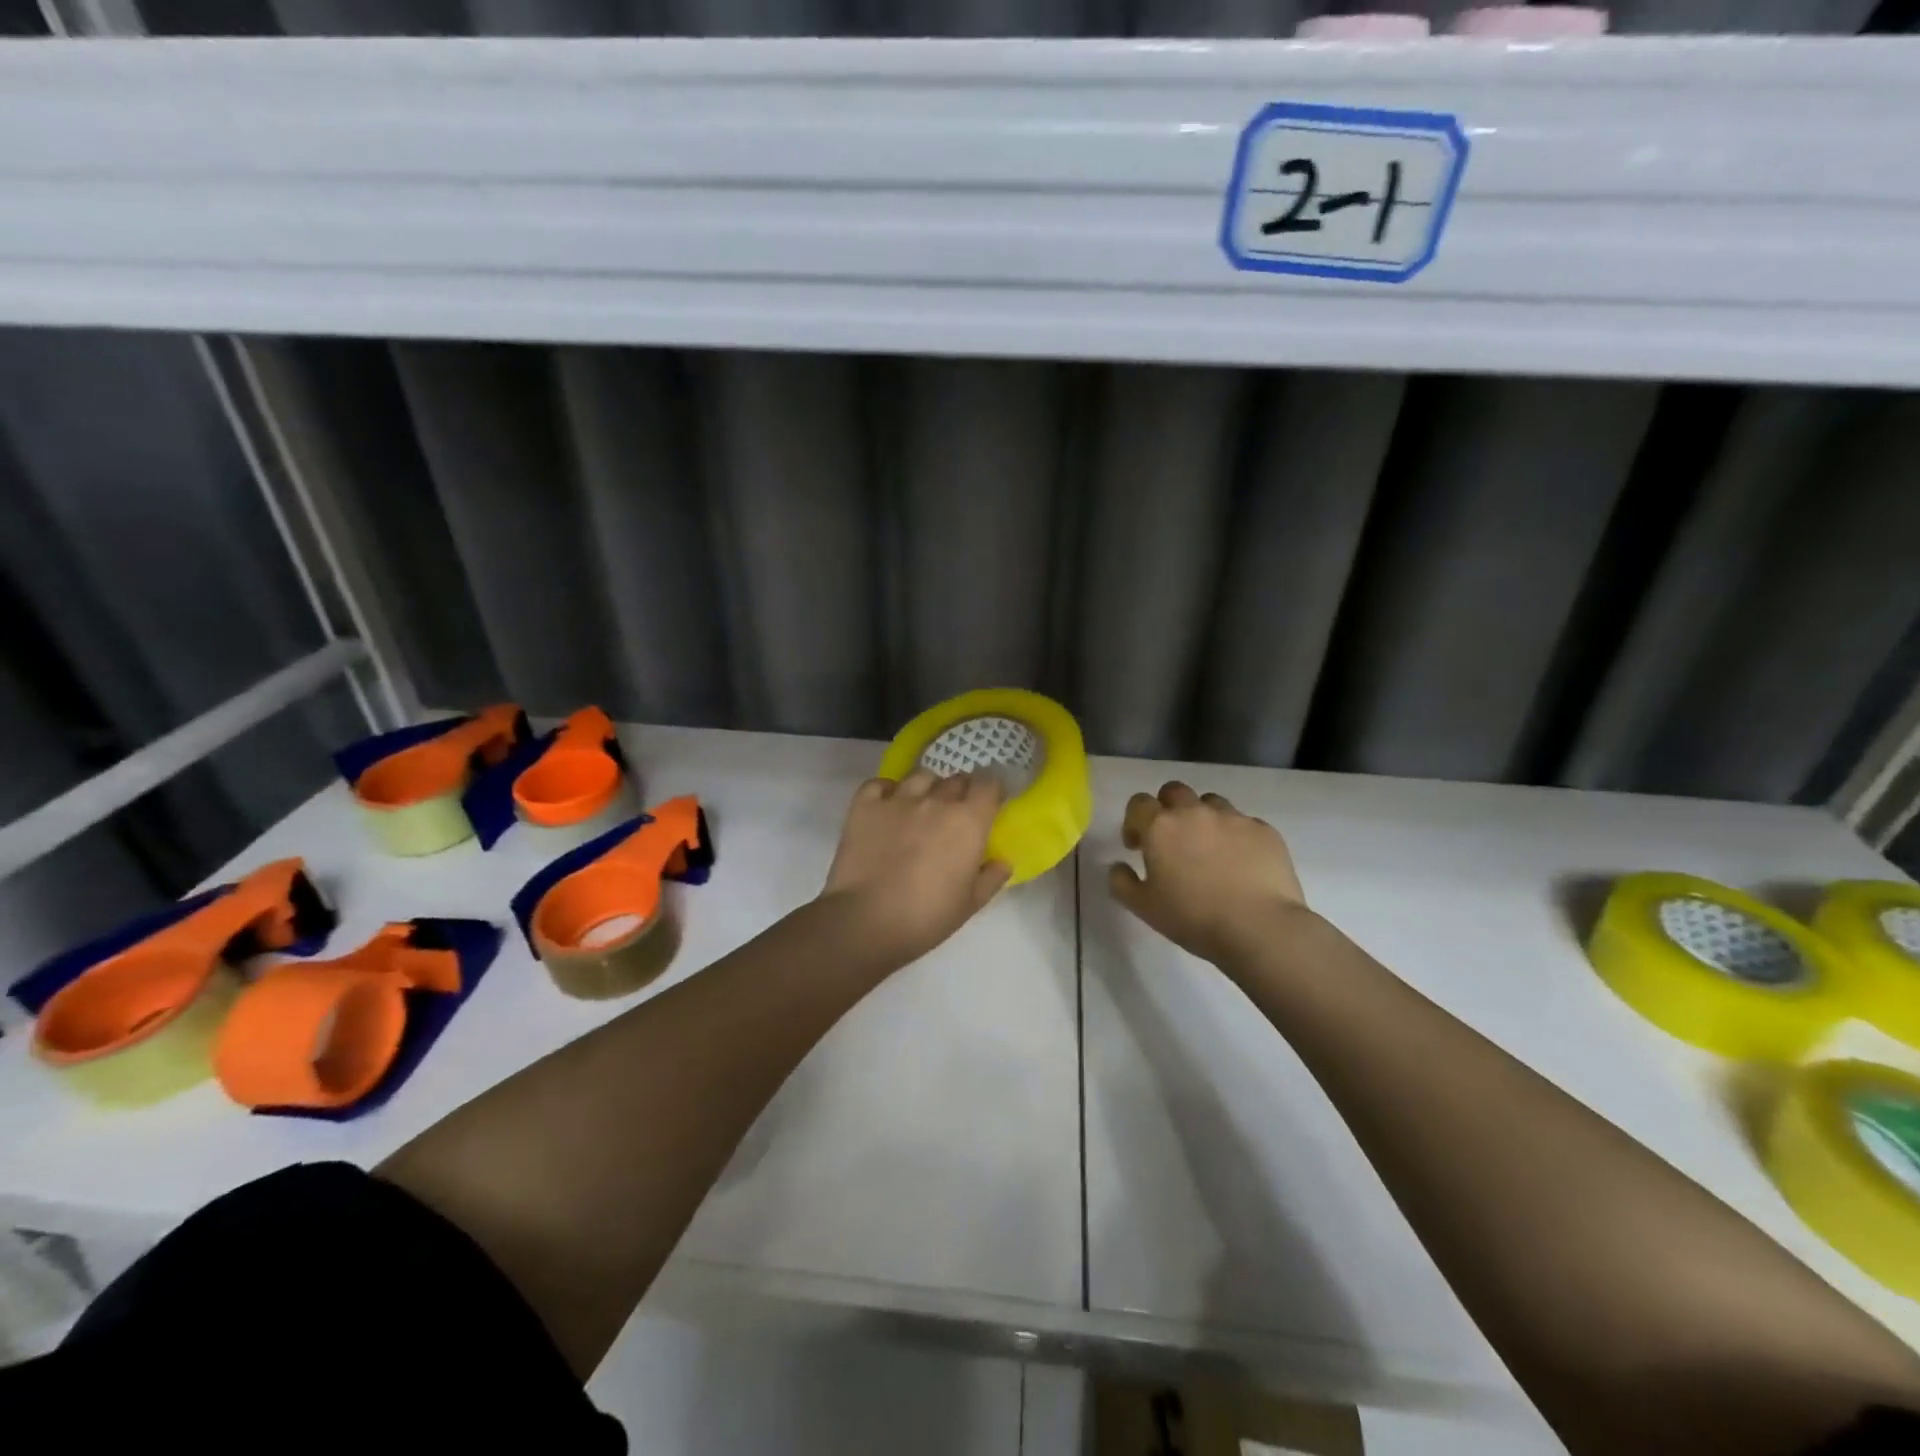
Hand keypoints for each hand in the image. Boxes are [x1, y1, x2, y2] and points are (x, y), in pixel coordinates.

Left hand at [820, 769, 1011, 966]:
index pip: (989, 785)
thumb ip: (991, 878)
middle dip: (960, 792)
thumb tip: (1002, 861)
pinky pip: (879, 784)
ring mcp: (898, 799)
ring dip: (927, 788)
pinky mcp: (865, 805)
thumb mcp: (971, 904)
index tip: (988, 804)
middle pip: (956, 780)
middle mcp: (936, 800)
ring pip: (920, 777)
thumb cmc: (927, 917)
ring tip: (921, 808)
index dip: (991, 791)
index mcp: (969, 822)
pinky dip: (887, 791)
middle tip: (955, 815)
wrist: (866, 921)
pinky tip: (887, 807)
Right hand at [1108, 781, 1307, 967]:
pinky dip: (1237, 836)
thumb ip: (1121, 882)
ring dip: (1203, 818)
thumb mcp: (1143, 907)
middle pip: (1174, 791)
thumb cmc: (1192, 917)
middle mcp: (1195, 812)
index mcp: (1161, 826)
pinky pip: (1244, 823)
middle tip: (1172, 840)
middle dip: (1168, 808)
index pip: (1138, 803)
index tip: (1138, 846)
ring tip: (1209, 849)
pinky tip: (1241, 863)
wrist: (1259, 928)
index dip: (1134, 821)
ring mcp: (1234, 818)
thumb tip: (1118, 866)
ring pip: (1211, 803)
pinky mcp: (1265, 831)